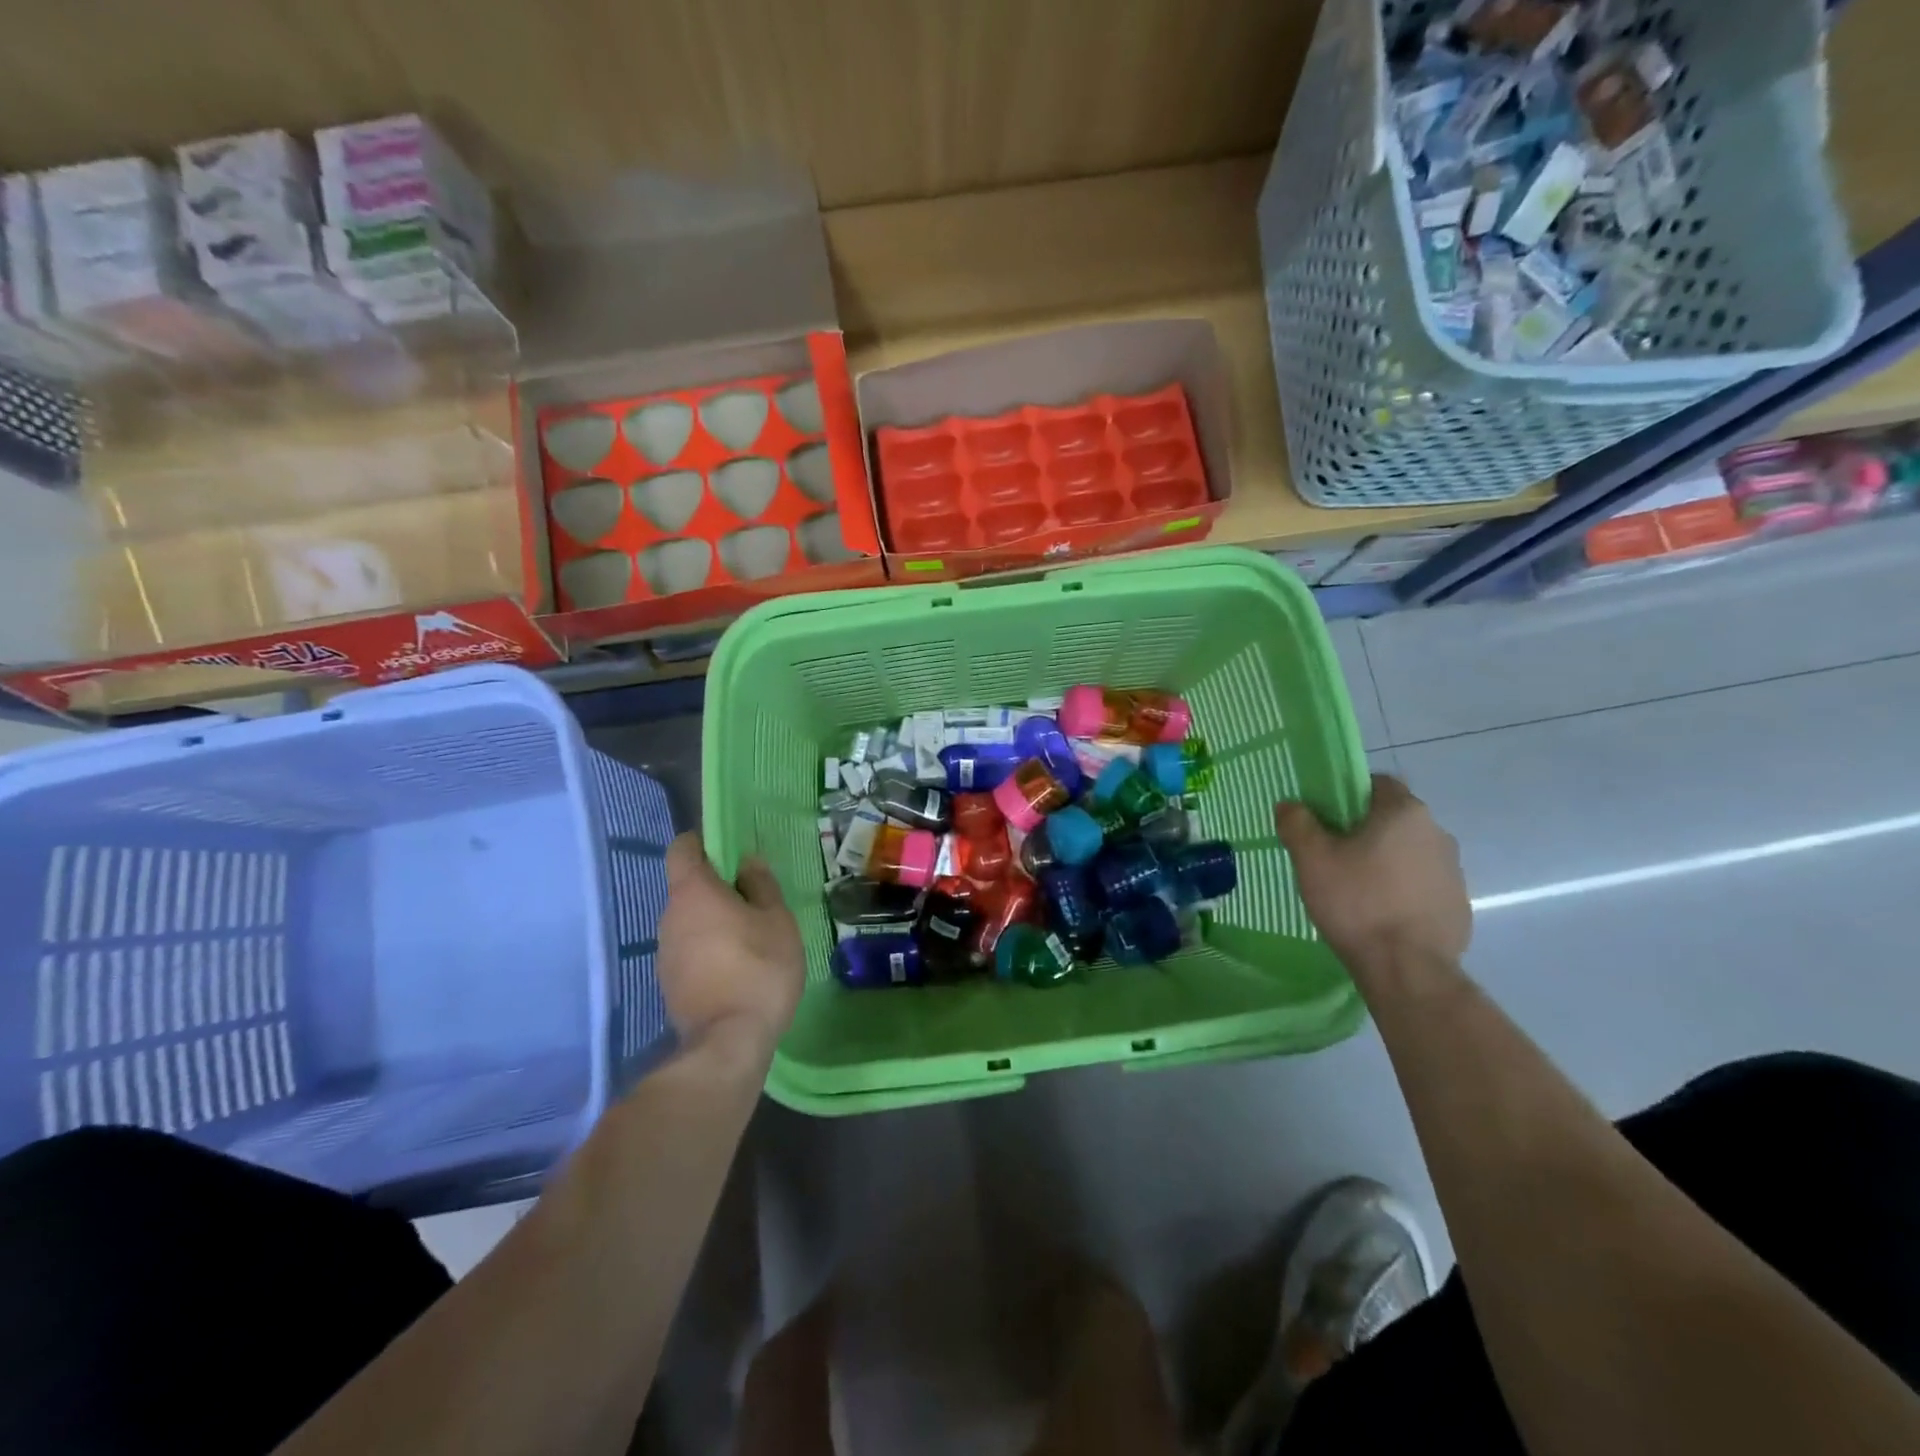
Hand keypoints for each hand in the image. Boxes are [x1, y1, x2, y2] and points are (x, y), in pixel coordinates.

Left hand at [655, 833, 804, 1067]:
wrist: (728, 1043)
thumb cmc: (758, 969)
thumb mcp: (776, 920)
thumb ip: (761, 885)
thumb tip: (748, 862)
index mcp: (693, 892)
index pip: (682, 849)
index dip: (703, 843)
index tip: (729, 851)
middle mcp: (669, 917)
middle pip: (687, 887)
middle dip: (716, 887)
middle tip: (754, 899)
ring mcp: (664, 952)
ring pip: (688, 921)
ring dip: (713, 921)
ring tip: (750, 937)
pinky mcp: (668, 982)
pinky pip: (689, 950)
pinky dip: (708, 949)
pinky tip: (736, 967)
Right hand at [1275, 775, 1470, 979]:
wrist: (1408, 969)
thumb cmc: (1357, 902)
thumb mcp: (1311, 859)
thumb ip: (1297, 823)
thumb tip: (1290, 805)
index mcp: (1404, 812)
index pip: (1376, 783)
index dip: (1347, 793)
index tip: (1324, 817)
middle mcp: (1437, 832)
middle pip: (1392, 818)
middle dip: (1364, 830)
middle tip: (1332, 854)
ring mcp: (1453, 870)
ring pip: (1408, 852)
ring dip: (1384, 861)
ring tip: (1354, 889)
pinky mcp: (1458, 904)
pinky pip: (1422, 884)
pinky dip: (1401, 890)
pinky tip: (1379, 914)